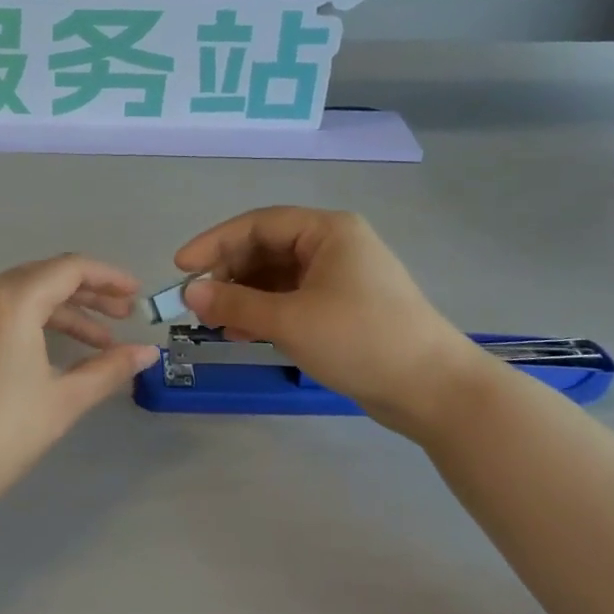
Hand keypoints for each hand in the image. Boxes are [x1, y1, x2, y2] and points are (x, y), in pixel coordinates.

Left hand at [0, 255, 160, 529]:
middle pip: (43, 278)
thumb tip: (148, 352)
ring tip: (98, 343)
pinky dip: (30, 324)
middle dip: (87, 295)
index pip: (69, 269)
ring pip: (20, 297)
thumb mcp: (63, 399)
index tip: (136, 295)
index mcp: (11, 299)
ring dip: (60, 313)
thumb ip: (108, 368)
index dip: (108, 277)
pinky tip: (52, 353)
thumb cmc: (1, 433)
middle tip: (122, 318)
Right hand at [175, 207, 480, 429]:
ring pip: (277, 278)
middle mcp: (333, 246)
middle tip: (195, 302)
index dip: (214, 243)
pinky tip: (242, 335)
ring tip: (214, 324)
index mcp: (327, 231)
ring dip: (243, 298)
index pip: (257, 224)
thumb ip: (235, 305)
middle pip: (266, 249)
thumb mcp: (290, 320)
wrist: (433, 389)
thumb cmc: (360, 339)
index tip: (180, 267)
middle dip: (228, 275)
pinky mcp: (343, 309)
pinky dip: (265, 314)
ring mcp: (340, 278)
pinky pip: (292, 300)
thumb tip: (189, 293)